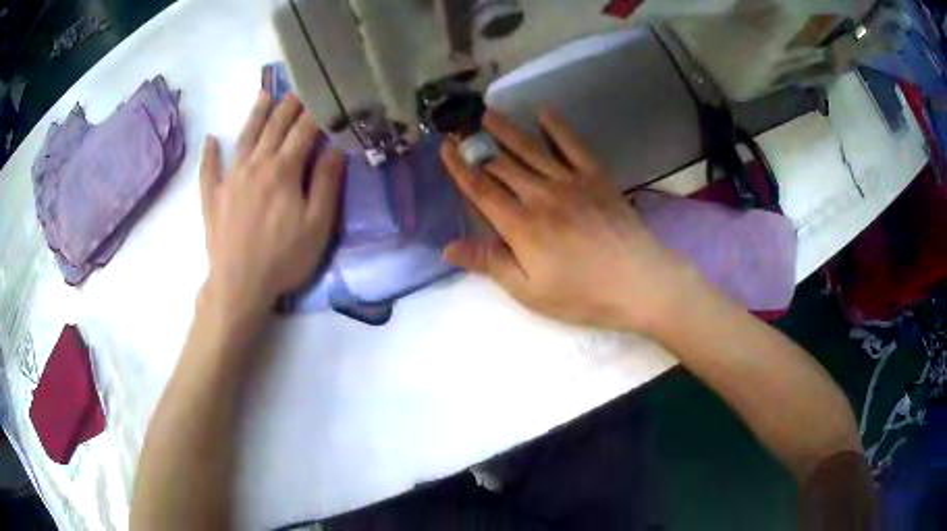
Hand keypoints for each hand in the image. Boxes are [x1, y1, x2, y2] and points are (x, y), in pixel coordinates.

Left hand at [199, 92, 344, 320]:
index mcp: (283, 171)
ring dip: (255, 115)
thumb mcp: (318, 225)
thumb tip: (336, 148)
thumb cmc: (283, 258)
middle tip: (297, 87)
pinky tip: (211, 140)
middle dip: (288, 105)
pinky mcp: (213, 197)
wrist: (239, 285)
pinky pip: (209, 169)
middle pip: (273, 128)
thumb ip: (327, 183)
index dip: (315, 113)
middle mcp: (255, 165)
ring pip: (244, 139)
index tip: (324, 96)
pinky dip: (210, 153)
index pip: (303, 132)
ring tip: (263, 95)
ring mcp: (230, 179)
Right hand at [440, 109, 699, 332]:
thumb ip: (490, 264)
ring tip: (488, 113)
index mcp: (520, 226)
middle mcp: (540, 195)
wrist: (639, 283)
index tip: (444, 147)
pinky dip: (557, 128)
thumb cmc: (582, 294)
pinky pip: (572, 146)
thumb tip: (448, 247)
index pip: (480, 190)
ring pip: (530, 149)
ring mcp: (570, 182)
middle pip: (501, 164)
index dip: (459, 167)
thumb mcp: (530, 291)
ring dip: (507, 130)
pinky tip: (544, 112)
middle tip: (459, 126)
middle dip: (476, 144)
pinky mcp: (596, 178)